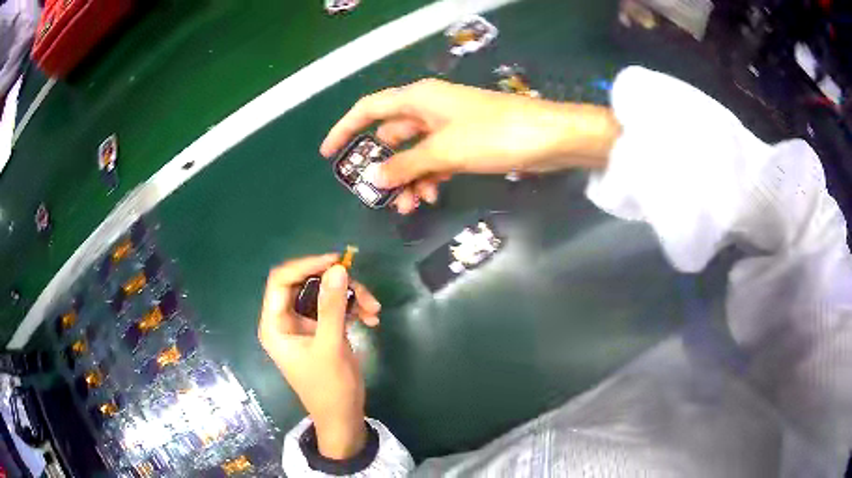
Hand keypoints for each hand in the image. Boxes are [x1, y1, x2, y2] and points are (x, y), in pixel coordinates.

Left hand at [258, 254, 381, 458]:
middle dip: (335, 283)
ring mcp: (304, 323)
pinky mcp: (321, 329)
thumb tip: (338, 268)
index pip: (281, 280)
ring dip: (350, 296)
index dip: (306, 265)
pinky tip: (372, 318)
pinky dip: (353, 308)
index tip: (336, 262)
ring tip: (374, 309)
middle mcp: (286, 319)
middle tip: (361, 288)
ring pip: (324, 293)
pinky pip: (335, 306)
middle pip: (306, 283)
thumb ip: (332, 307)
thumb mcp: (330, 346)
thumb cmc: (329, 387)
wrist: (343, 416)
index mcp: (275, 323)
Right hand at [321, 79, 619, 213]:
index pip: (369, 109)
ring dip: (407, 177)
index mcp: (418, 99)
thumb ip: (406, 164)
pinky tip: (430, 197)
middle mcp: (429, 108)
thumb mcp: (444, 151)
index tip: (329, 154)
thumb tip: (376, 177)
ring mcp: (447, 126)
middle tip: (372, 192)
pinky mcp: (465, 143)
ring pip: (414, 152)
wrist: (547, 138)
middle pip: (391, 134)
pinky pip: (435, 160)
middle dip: (382, 163)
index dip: (345, 129)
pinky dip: (429, 177)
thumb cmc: (494, 135)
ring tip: (407, 206)